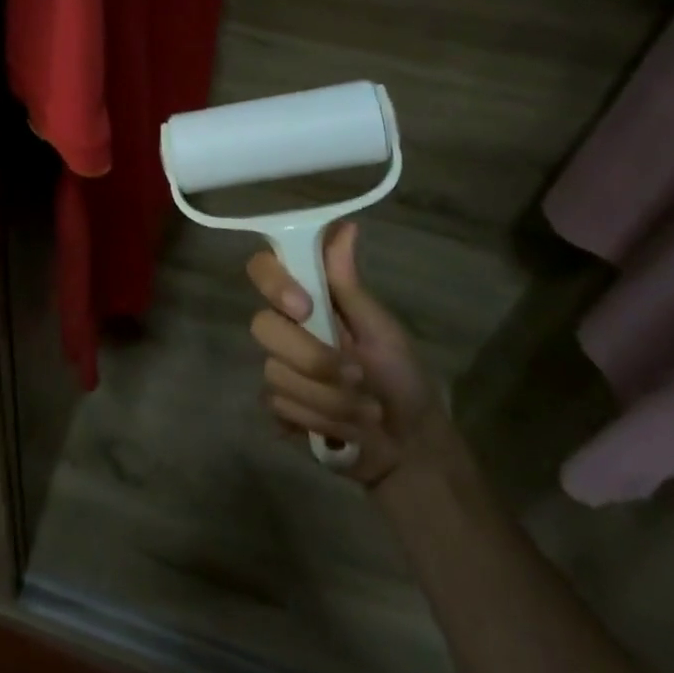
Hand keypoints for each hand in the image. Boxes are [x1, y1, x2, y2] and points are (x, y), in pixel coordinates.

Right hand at [247, 222, 452, 487]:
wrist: (410, 447)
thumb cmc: (403, 378)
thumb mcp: (381, 329)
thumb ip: (349, 284)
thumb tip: (344, 225)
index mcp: (308, 300)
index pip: (263, 270)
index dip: (274, 284)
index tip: (304, 307)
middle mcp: (286, 328)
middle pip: (263, 327)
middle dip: (314, 360)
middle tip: (358, 378)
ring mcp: (278, 368)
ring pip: (275, 374)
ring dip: (329, 399)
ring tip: (365, 412)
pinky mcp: (278, 406)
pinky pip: (277, 407)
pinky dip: (318, 421)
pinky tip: (342, 429)